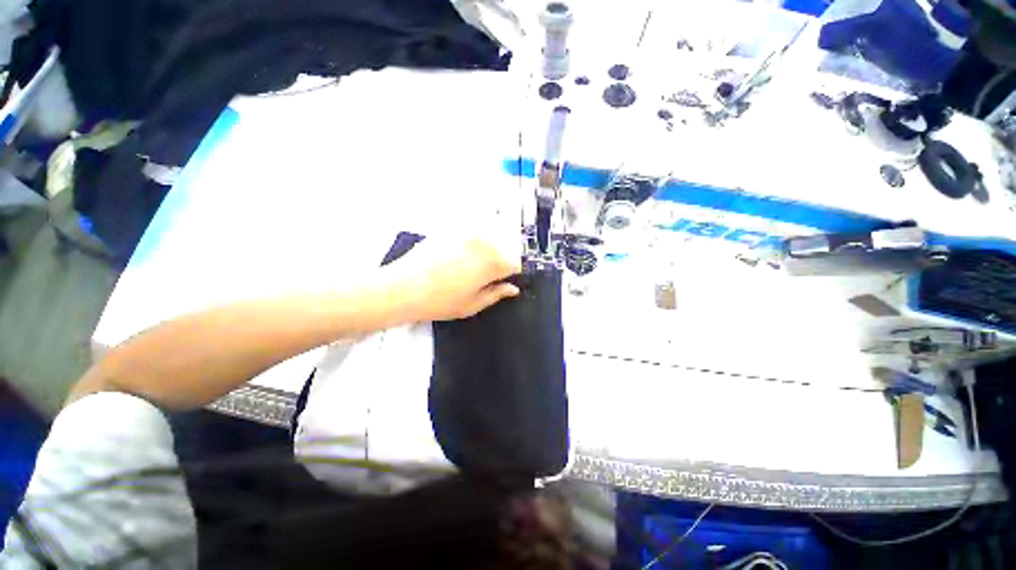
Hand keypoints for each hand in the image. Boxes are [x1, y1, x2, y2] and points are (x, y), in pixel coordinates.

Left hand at [386, 239, 521, 320]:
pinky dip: (468, 246)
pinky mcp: (451, 229)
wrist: (402, 287)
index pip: (515, 264)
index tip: (501, 283)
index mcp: (495, 262)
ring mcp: (467, 232)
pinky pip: (469, 236)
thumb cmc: (441, 301)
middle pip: (503, 250)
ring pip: (486, 242)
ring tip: (465, 270)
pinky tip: (453, 260)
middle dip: (498, 264)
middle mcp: (485, 242)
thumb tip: (512, 289)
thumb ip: (497, 294)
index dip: (510, 276)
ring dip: (484, 253)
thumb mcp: (473, 304)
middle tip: (481, 279)